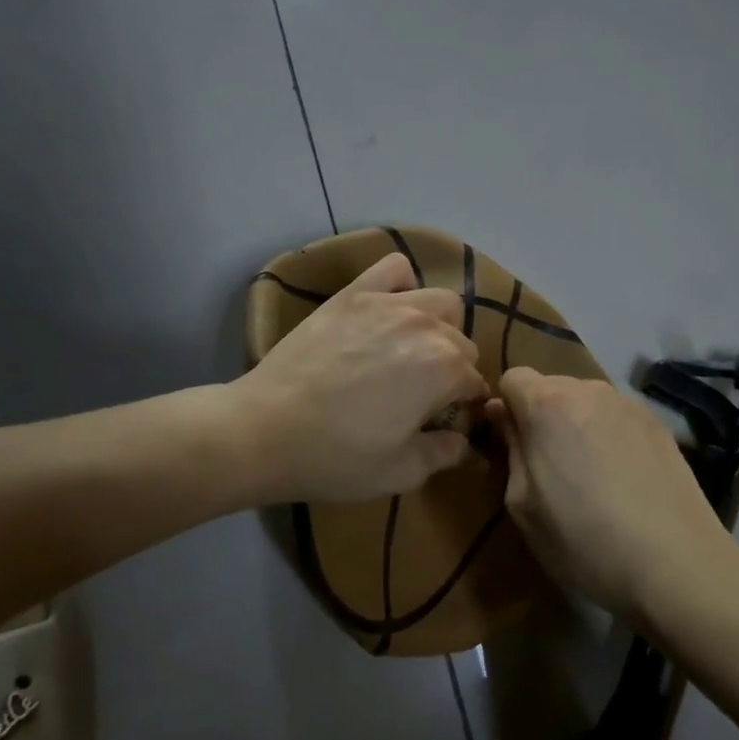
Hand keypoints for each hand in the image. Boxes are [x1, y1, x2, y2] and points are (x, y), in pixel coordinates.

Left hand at [234, 253, 488, 503]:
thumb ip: (444, 453)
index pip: (474, 382)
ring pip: (440, 301)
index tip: (445, 421)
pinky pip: (394, 268)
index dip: (465, 405)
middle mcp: (425, 326)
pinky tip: (389, 308)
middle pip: (461, 341)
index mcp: (444, 369)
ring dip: (439, 325)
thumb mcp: (400, 471)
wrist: (264, 429)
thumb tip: (464, 442)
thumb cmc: (336, 457)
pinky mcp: (352, 293)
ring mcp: (387, 303)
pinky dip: (402, 283)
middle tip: (424, 393)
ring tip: (412, 348)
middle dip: (453, 367)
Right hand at [487, 369, 728, 622]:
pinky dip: (608, 435)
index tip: (510, 444)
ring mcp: (628, 404)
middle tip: (548, 466)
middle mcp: (588, 390)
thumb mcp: (523, 504)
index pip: (512, 377)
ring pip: (585, 401)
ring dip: (576, 424)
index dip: (506, 407)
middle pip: (550, 387)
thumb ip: (510, 448)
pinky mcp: (658, 424)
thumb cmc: (583, 540)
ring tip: (589, 475)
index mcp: (547, 405)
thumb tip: (502, 413)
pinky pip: (616, 417)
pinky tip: (622, 479)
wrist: (676, 565)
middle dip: (541, 415)